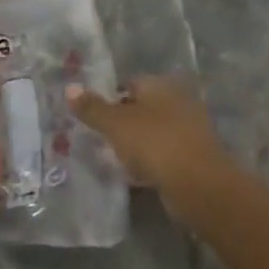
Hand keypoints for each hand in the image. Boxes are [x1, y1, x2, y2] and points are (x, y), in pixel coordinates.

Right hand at [67, 75, 231, 215]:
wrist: (199, 185)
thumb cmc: (155, 143)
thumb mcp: (116, 124)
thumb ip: (92, 107)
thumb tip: (69, 87)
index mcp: (160, 85)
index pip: (129, 83)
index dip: (109, 97)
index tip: (91, 116)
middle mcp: (177, 100)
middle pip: (141, 108)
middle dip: (122, 122)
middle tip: (98, 139)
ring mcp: (188, 129)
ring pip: (152, 132)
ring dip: (135, 144)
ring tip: (112, 159)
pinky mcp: (193, 157)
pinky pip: (163, 154)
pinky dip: (149, 162)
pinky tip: (134, 176)